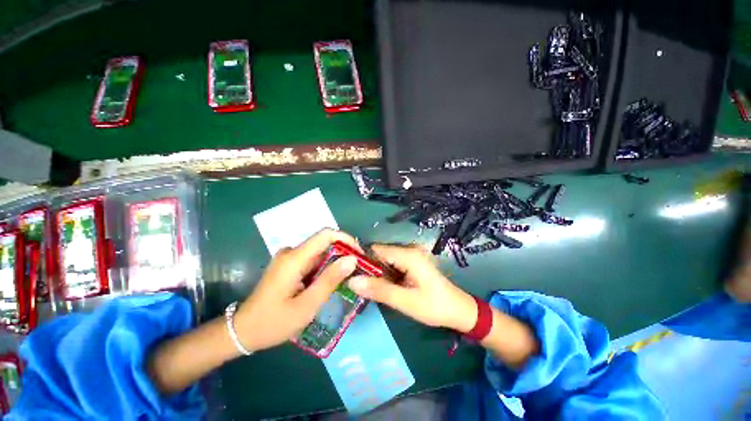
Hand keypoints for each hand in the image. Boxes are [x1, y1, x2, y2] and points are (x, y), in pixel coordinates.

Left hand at [234, 229, 361, 351]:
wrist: (243, 331)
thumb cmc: (274, 322)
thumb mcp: (307, 305)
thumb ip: (330, 279)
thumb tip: (352, 259)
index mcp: (295, 258)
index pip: (326, 235)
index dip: (346, 239)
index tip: (359, 254)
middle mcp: (292, 252)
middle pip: (324, 243)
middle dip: (343, 253)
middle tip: (357, 271)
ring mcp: (289, 258)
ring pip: (320, 252)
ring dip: (335, 262)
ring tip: (347, 279)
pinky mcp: (289, 265)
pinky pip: (313, 260)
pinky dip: (325, 267)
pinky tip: (330, 282)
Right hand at [347, 244, 477, 332]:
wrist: (459, 310)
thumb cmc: (434, 307)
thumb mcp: (405, 302)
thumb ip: (379, 290)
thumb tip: (352, 281)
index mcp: (408, 255)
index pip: (376, 250)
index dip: (362, 261)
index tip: (352, 277)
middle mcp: (409, 249)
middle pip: (380, 253)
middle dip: (370, 269)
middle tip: (363, 288)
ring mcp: (412, 254)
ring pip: (385, 259)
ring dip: (378, 273)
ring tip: (373, 289)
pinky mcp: (413, 261)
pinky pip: (393, 263)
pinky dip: (386, 274)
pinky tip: (386, 286)